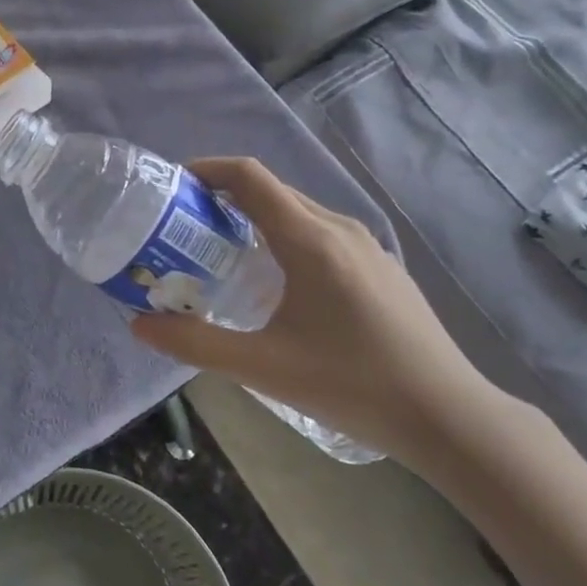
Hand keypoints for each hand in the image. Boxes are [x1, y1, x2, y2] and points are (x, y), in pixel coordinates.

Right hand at [130, 158, 501, 467]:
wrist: (447, 415)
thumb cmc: (352, 385)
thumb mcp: (263, 368)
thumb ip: (195, 344)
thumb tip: (139, 325)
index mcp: (310, 240)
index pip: (250, 177)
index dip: (208, 170)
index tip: (174, 186)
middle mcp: (339, 228)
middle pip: (272, 191)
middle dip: (224, 198)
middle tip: (186, 228)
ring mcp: (367, 245)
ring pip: (299, 211)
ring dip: (256, 218)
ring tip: (224, 253)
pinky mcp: (381, 266)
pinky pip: (322, 233)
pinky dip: (286, 236)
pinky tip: (278, 283)